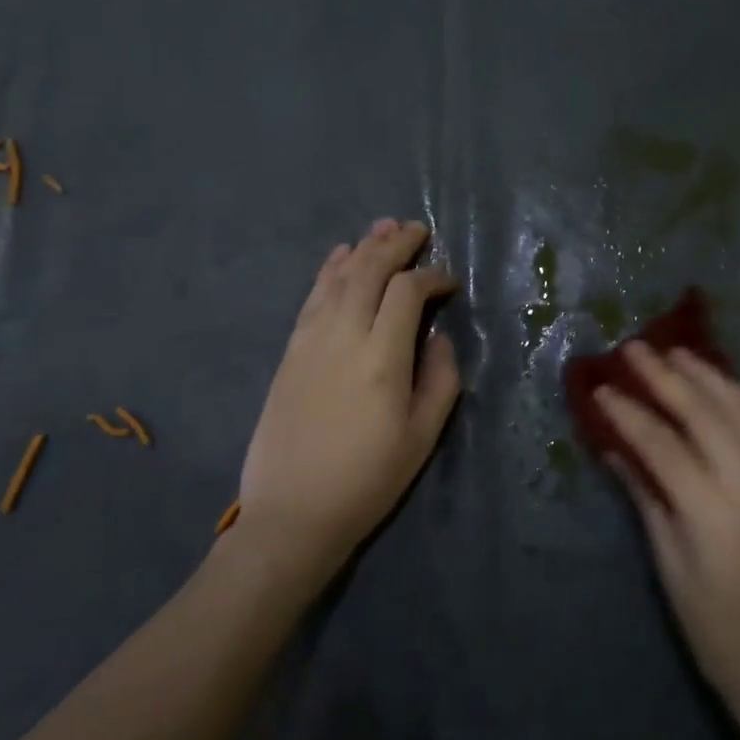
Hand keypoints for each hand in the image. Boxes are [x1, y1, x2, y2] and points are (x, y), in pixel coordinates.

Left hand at [234, 218, 460, 585]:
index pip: (408, 292)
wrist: (293, 512)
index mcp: (382, 358)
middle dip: (395, 244)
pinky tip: (341, 256)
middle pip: (369, 270)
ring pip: (338, 276)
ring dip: (363, 247)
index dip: (432, 277)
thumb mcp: (423, 436)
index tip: (449, 281)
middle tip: (417, 229)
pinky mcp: (290, 351)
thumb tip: (438, 337)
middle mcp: (343, 336)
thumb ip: (440, 379)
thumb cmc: (368, 479)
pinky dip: (329, 269)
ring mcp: (310, 340)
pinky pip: (312, 296)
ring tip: (383, 227)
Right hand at [595, 342, 739, 736]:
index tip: (602, 388)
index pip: (662, 444)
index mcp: (711, 513)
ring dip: (708, 376)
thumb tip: (616, 451)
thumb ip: (647, 500)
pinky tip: (723, 382)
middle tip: (635, 349)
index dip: (628, 413)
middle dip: (666, 377)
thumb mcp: (670, 568)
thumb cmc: (715, 628)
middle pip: (704, 414)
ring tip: (676, 352)